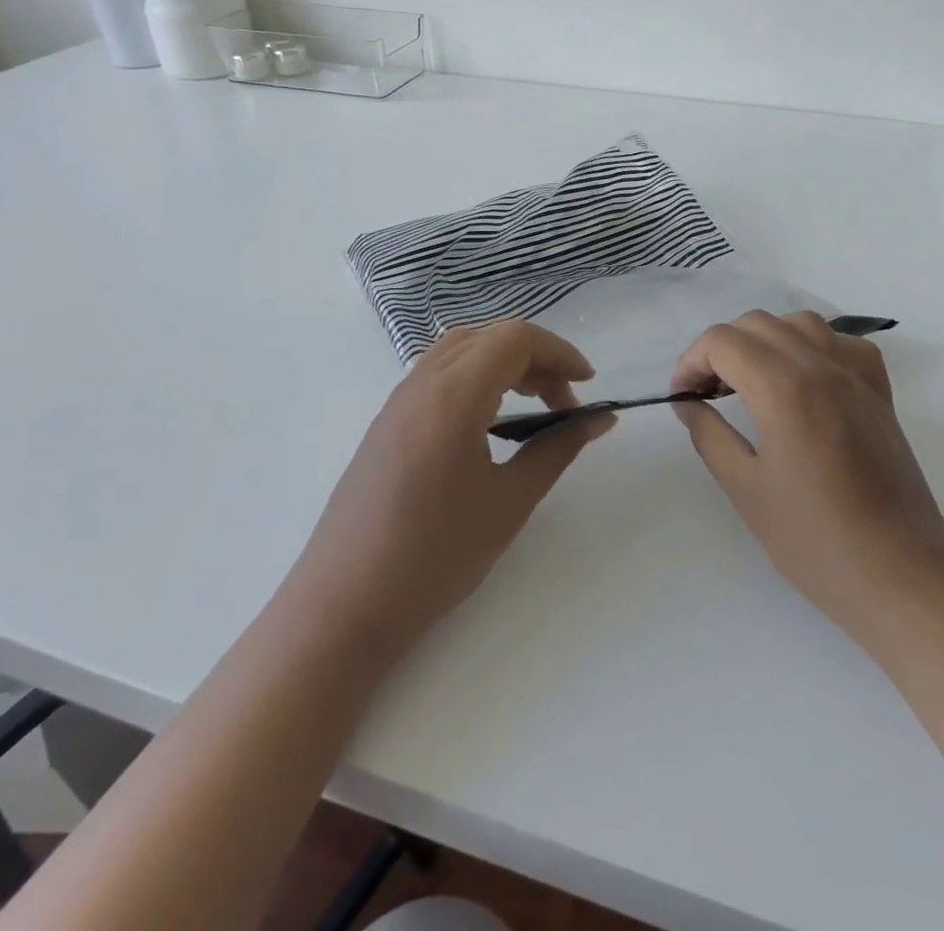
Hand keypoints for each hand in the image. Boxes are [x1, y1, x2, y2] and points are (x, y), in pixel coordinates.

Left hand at [292, 321, 614, 664]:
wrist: (344, 606)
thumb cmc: (435, 556)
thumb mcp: (510, 501)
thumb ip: (557, 448)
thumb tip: (600, 418)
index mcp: (453, 395)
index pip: (515, 338)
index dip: (559, 352)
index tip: (587, 386)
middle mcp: (421, 384)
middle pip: (488, 337)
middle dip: (535, 358)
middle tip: (564, 403)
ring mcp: (397, 402)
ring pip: (461, 351)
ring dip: (504, 365)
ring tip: (532, 408)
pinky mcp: (386, 423)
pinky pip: (439, 375)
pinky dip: (476, 380)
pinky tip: (488, 425)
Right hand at [671, 310, 943, 646]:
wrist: (901, 575)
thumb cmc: (816, 541)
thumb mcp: (746, 490)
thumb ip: (709, 436)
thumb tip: (687, 404)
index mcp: (784, 388)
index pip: (723, 341)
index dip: (691, 362)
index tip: (682, 398)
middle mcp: (822, 366)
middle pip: (757, 323)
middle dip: (721, 348)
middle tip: (706, 392)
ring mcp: (857, 376)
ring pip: (800, 323)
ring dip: (764, 340)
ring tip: (750, 381)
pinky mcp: (879, 393)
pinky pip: (842, 343)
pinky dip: (813, 347)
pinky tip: (803, 380)